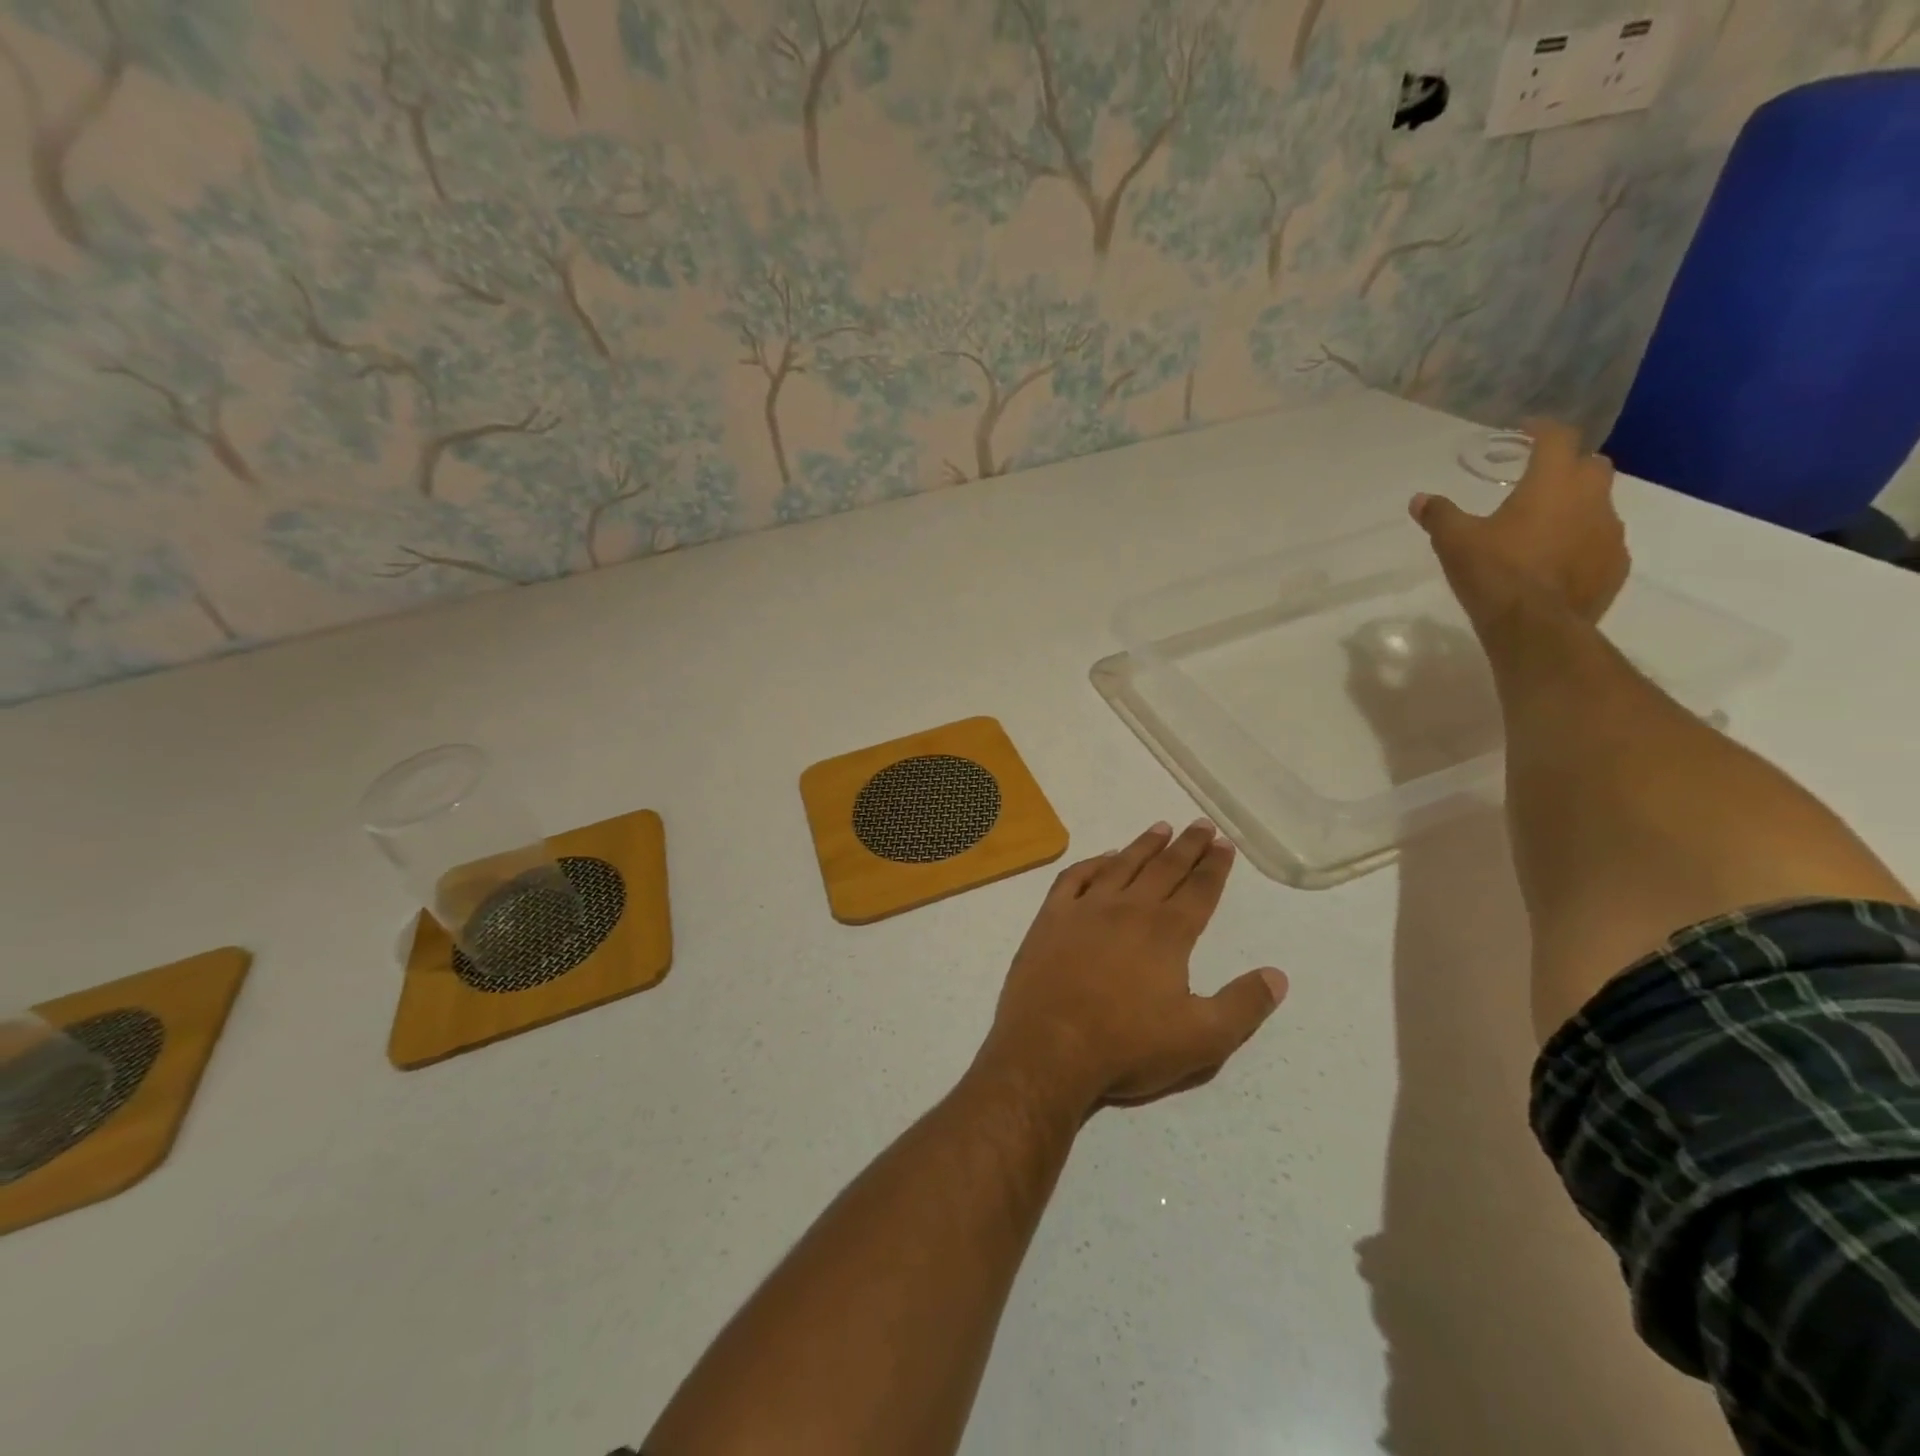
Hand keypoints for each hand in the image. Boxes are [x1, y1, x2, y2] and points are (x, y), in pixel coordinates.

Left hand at [976, 821, 1288, 1114]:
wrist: (1049, 1048)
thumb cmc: (1127, 1046)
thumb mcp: (1202, 1039)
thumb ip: (1243, 1005)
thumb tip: (1277, 975)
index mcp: (1167, 933)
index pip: (1199, 890)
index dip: (1214, 867)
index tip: (1224, 844)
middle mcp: (1129, 909)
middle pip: (1164, 869)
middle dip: (1186, 846)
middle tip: (1200, 825)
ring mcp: (1085, 909)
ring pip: (1121, 865)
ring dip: (1144, 845)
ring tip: (1160, 827)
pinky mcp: (1051, 917)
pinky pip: (1074, 878)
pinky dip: (1092, 863)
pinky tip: (1103, 858)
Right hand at [1411, 420, 1628, 628]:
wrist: (1536, 626)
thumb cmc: (1494, 573)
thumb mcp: (1455, 542)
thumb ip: (1439, 516)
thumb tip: (1419, 499)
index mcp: (1552, 483)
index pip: (1558, 438)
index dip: (1542, 429)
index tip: (1526, 431)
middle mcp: (1591, 498)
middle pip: (1591, 465)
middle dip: (1569, 467)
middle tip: (1540, 481)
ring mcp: (1610, 532)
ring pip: (1600, 505)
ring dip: (1577, 508)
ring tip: (1546, 528)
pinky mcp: (1616, 565)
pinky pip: (1602, 543)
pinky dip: (1583, 544)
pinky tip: (1558, 562)